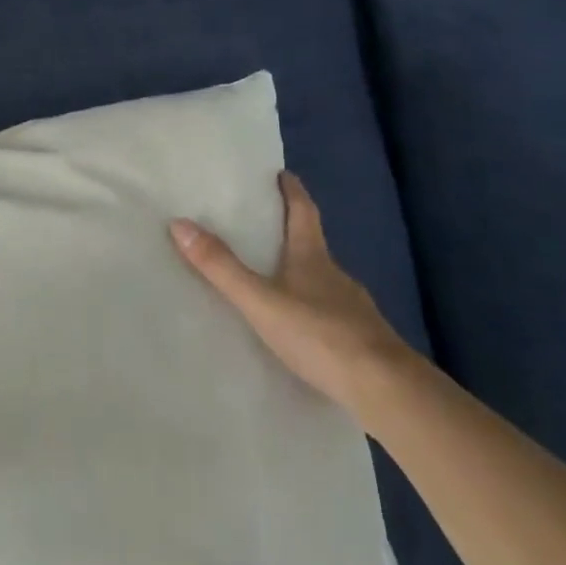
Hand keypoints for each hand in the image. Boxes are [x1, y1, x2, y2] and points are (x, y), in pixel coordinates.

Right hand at [169, 172, 412, 415]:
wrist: (385, 389)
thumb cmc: (320, 335)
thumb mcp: (261, 301)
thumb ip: (221, 268)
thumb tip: (179, 223)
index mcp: (313, 258)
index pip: (304, 213)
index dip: (293, 192)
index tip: (284, 174)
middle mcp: (336, 276)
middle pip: (313, 244)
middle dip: (292, 232)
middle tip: (266, 226)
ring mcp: (353, 309)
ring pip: (323, 281)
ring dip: (302, 273)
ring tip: (275, 279)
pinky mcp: (361, 340)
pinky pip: (331, 313)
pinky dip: (313, 309)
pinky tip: (302, 327)